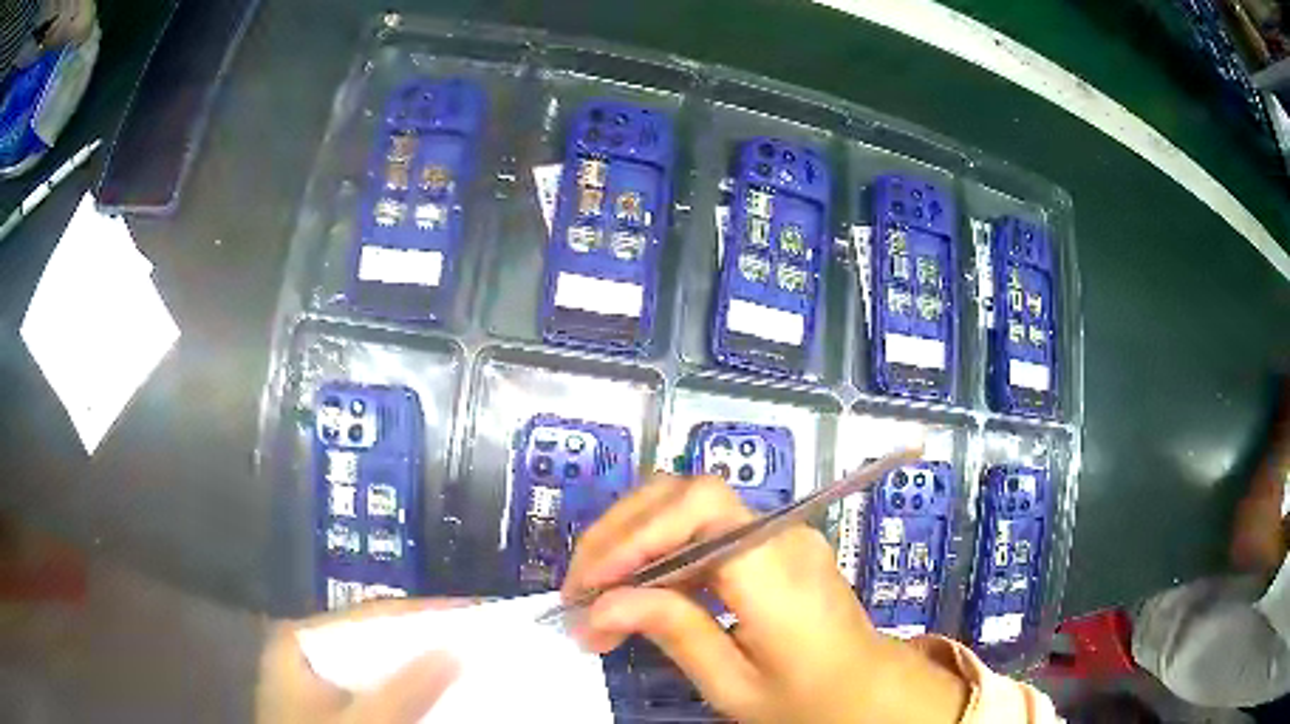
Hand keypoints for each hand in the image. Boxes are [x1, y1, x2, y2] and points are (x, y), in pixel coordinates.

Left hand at [255, 598, 463, 723]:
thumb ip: (403, 692)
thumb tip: (457, 650)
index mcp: (300, 642)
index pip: (369, 617)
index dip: (424, 614)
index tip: (475, 612)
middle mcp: (307, 653)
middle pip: (375, 641)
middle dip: (425, 644)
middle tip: (478, 640)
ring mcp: (318, 682)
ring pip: (377, 669)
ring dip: (419, 670)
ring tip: (467, 664)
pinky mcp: (331, 707)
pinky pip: (374, 691)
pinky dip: (406, 694)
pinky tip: (436, 697)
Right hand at [562, 473, 968, 723]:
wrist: (868, 692)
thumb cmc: (807, 700)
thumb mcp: (735, 685)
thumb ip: (674, 633)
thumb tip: (601, 606)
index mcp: (775, 573)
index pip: (699, 510)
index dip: (635, 534)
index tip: (590, 585)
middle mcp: (780, 536)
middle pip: (687, 493)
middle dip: (620, 532)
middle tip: (579, 587)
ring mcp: (780, 534)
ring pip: (691, 504)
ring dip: (634, 537)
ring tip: (596, 589)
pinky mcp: (773, 545)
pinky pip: (707, 528)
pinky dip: (662, 548)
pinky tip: (638, 587)